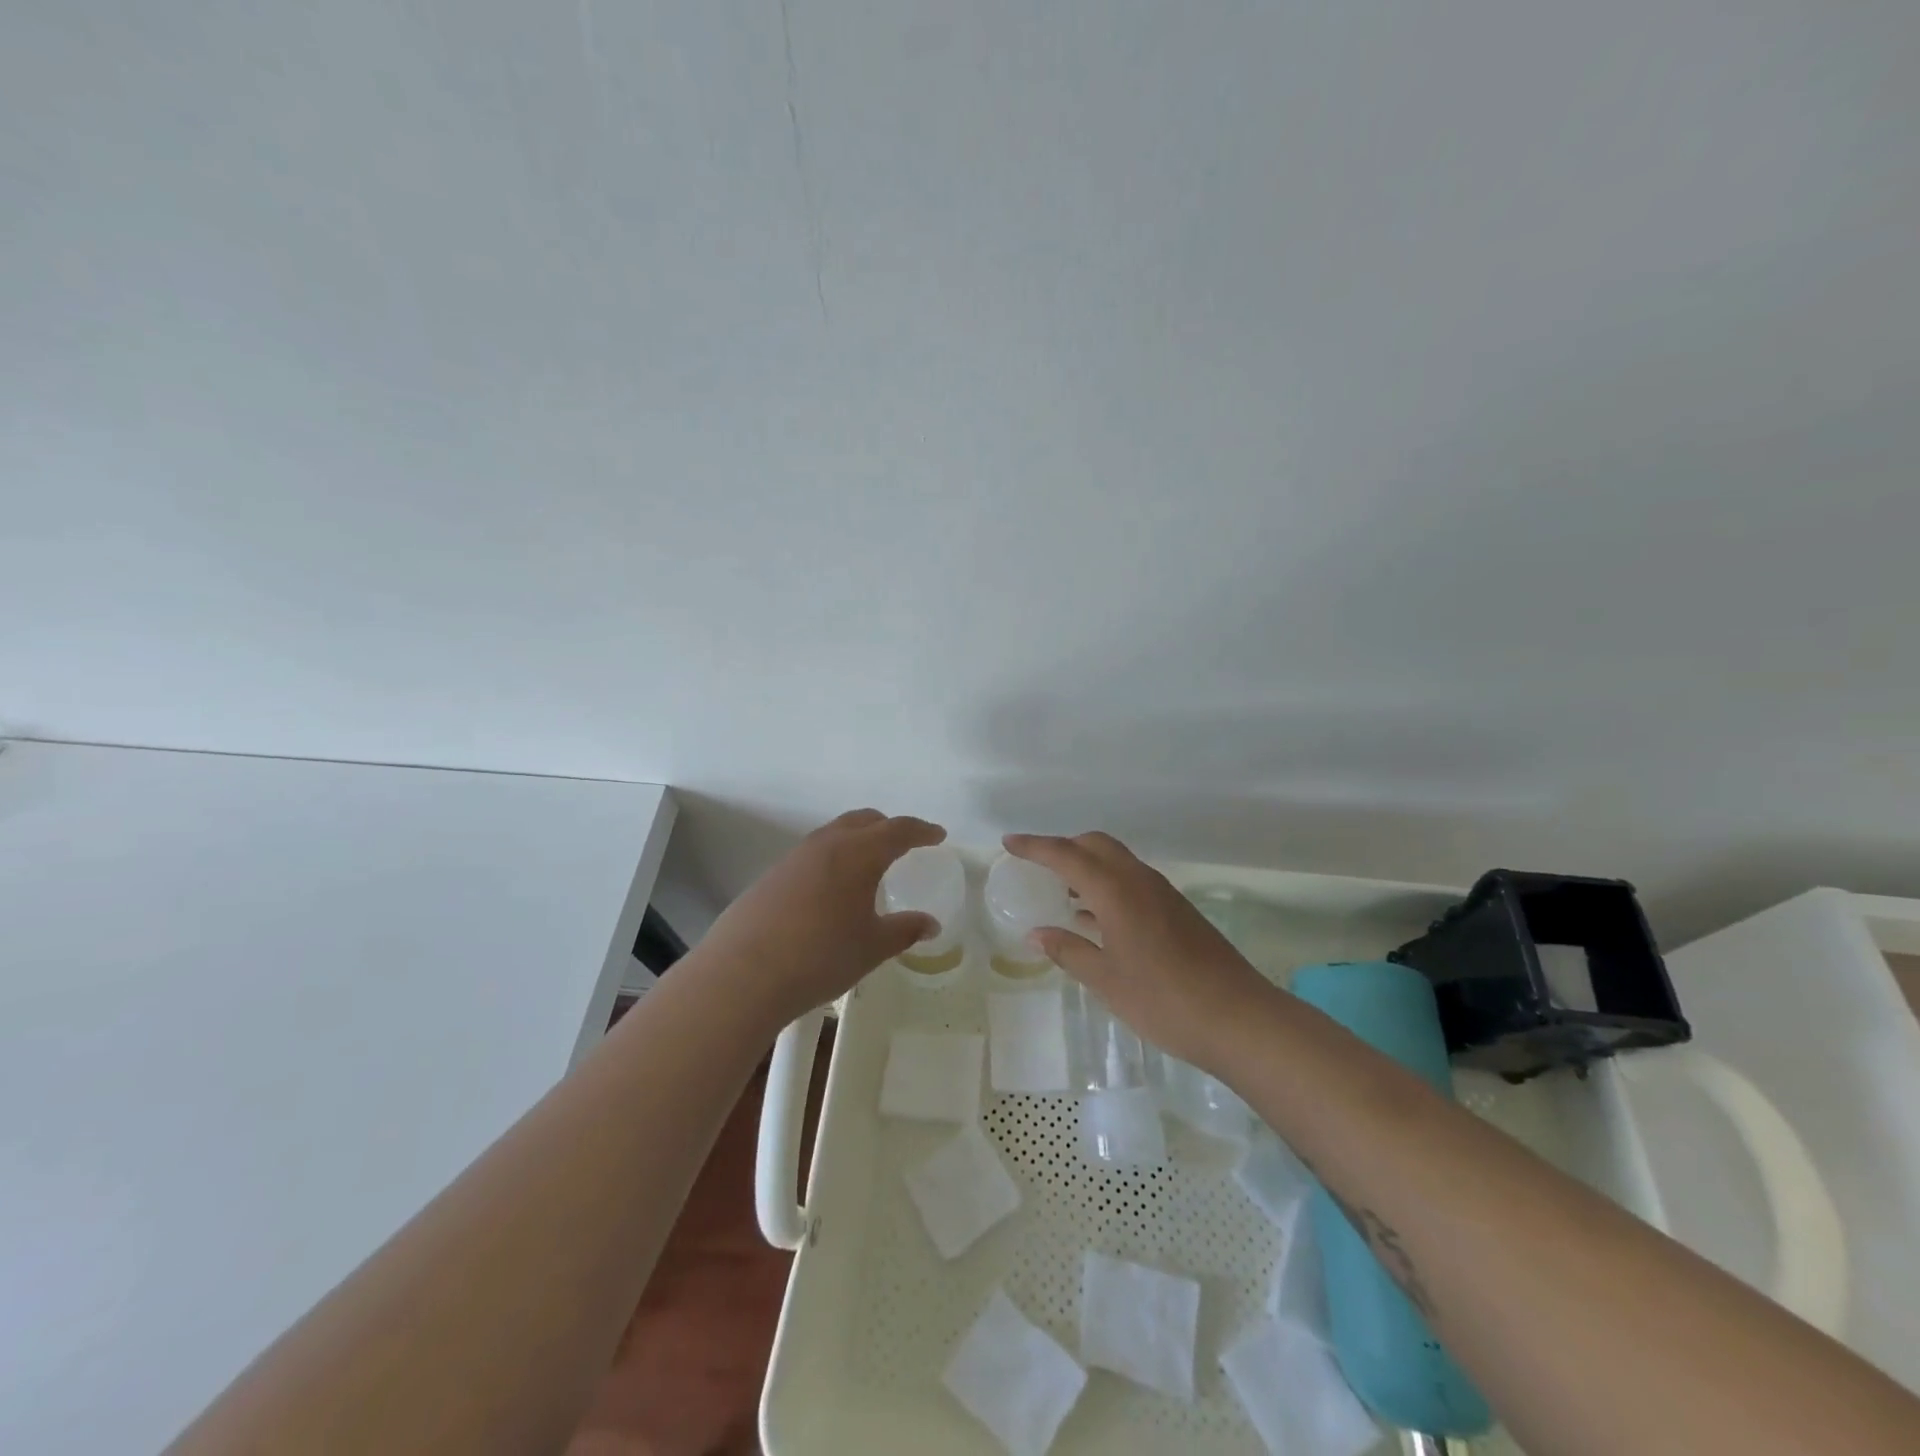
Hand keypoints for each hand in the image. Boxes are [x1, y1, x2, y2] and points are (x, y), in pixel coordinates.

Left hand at [699, 809, 945, 1024]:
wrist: (743, 974)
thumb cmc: (820, 956)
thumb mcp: (872, 947)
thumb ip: (905, 931)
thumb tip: (931, 924)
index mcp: (859, 854)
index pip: (898, 830)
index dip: (921, 831)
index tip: (938, 835)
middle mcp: (827, 844)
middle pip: (864, 820)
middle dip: (888, 827)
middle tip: (905, 844)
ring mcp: (794, 857)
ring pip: (834, 833)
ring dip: (857, 839)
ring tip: (868, 865)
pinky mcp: (772, 875)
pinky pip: (813, 853)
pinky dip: (833, 857)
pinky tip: (831, 889)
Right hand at [1004, 831, 1275, 1072]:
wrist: (1239, 1018)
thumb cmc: (1164, 1001)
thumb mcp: (1107, 980)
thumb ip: (1070, 951)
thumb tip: (1037, 933)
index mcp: (1117, 891)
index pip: (1067, 855)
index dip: (1035, 846)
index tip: (1009, 843)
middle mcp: (1139, 881)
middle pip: (1096, 845)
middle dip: (1064, 847)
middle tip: (1037, 866)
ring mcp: (1162, 894)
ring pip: (1117, 861)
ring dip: (1087, 866)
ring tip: (1061, 890)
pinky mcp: (1177, 910)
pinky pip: (1131, 881)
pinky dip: (1107, 885)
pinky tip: (1095, 917)